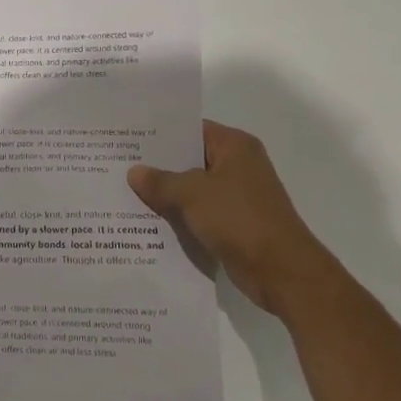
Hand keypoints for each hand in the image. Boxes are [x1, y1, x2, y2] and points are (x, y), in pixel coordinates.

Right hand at [127, 119, 338, 312]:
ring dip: (166, 193)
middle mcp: (238, 166)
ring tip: (125, 191)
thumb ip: (160, 181)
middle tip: (119, 164)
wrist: (280, 271)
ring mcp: (236, 196)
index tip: (128, 137)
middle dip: (157, 165)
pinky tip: (147, 220)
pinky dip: (178, 215)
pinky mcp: (233, 223)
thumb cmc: (239, 219)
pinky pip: (198, 212)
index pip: (191, 129)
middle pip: (190, 159)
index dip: (161, 134)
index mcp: (234, 147)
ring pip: (192, 188)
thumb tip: (134, 172)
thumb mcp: (192, 194)